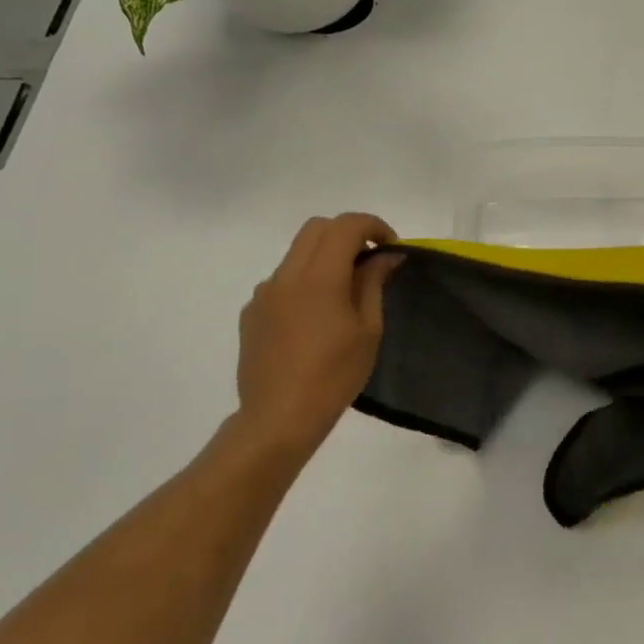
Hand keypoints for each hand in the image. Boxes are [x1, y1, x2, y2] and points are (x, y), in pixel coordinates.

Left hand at [232, 213, 402, 459]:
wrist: (278, 418)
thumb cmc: (334, 376)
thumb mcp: (368, 330)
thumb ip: (374, 283)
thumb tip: (386, 255)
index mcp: (319, 277)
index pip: (346, 226)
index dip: (373, 226)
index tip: (391, 247)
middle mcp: (286, 275)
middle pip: (317, 228)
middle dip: (348, 233)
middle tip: (371, 260)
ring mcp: (264, 293)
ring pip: (297, 252)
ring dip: (325, 256)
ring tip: (345, 291)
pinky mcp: (252, 312)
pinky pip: (282, 280)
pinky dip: (305, 281)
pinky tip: (316, 317)